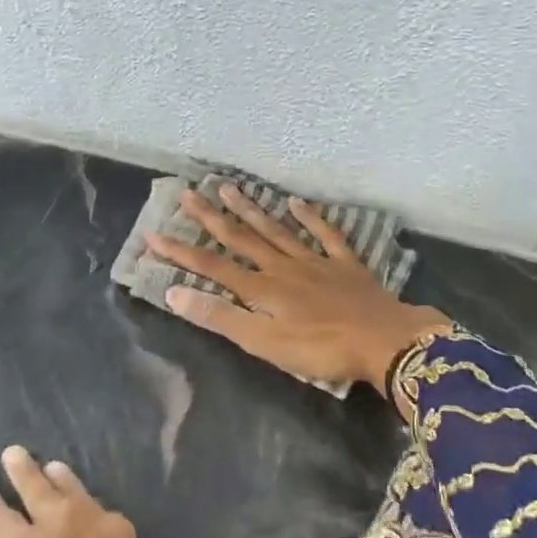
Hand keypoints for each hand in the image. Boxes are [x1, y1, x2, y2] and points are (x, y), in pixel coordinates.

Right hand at [145, 185, 451, 400]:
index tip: (153, 234)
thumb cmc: (320, 349)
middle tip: (189, 193)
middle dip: (211, 218)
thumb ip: (221, 317)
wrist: (383, 341)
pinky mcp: (344, 263)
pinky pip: (324, 234)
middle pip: (241, 238)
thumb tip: (174, 293)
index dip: (181, 251)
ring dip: (251, 209)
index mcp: (261, 288)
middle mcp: (282, 266)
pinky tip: (296, 203)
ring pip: (276, 230)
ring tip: (229, 187)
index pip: (211, 266)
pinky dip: (310, 217)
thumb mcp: (264, 343)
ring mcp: (314, 261)